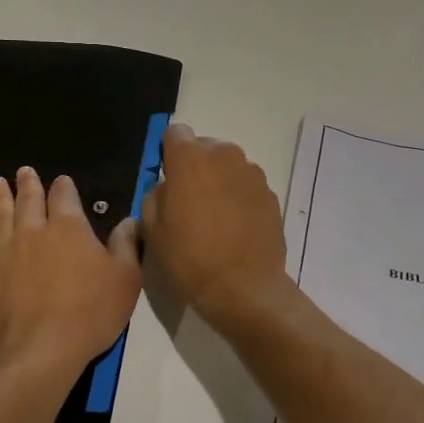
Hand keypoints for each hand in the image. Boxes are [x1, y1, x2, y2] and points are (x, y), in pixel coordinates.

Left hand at [0, 166, 141, 377]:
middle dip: (29, 184)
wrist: (42, 350)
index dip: (64, 187)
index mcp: (69, 228)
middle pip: (30, 201)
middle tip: (24, 172)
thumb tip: (129, 221)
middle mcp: (34, 232)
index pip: (65, 197)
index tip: (63, 181)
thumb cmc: (91, 313)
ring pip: (0, 216)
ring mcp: (6, 253)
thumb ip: (125, 246)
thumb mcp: (125, 279)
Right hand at [140, 124, 290, 327]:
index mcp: (190, 159)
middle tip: (189, 202)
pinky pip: (247, 186)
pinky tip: (235, 228)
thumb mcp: (152, 230)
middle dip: (196, 166)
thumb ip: (154, 197)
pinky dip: (239, 198)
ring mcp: (252, 174)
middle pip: (205, 148)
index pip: (175, 133)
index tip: (167, 178)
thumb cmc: (189, 258)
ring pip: (228, 166)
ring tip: (214, 217)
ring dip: (219, 181)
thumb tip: (167, 188)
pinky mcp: (271, 194)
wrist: (244, 289)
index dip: (168, 153)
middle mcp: (225, 156)